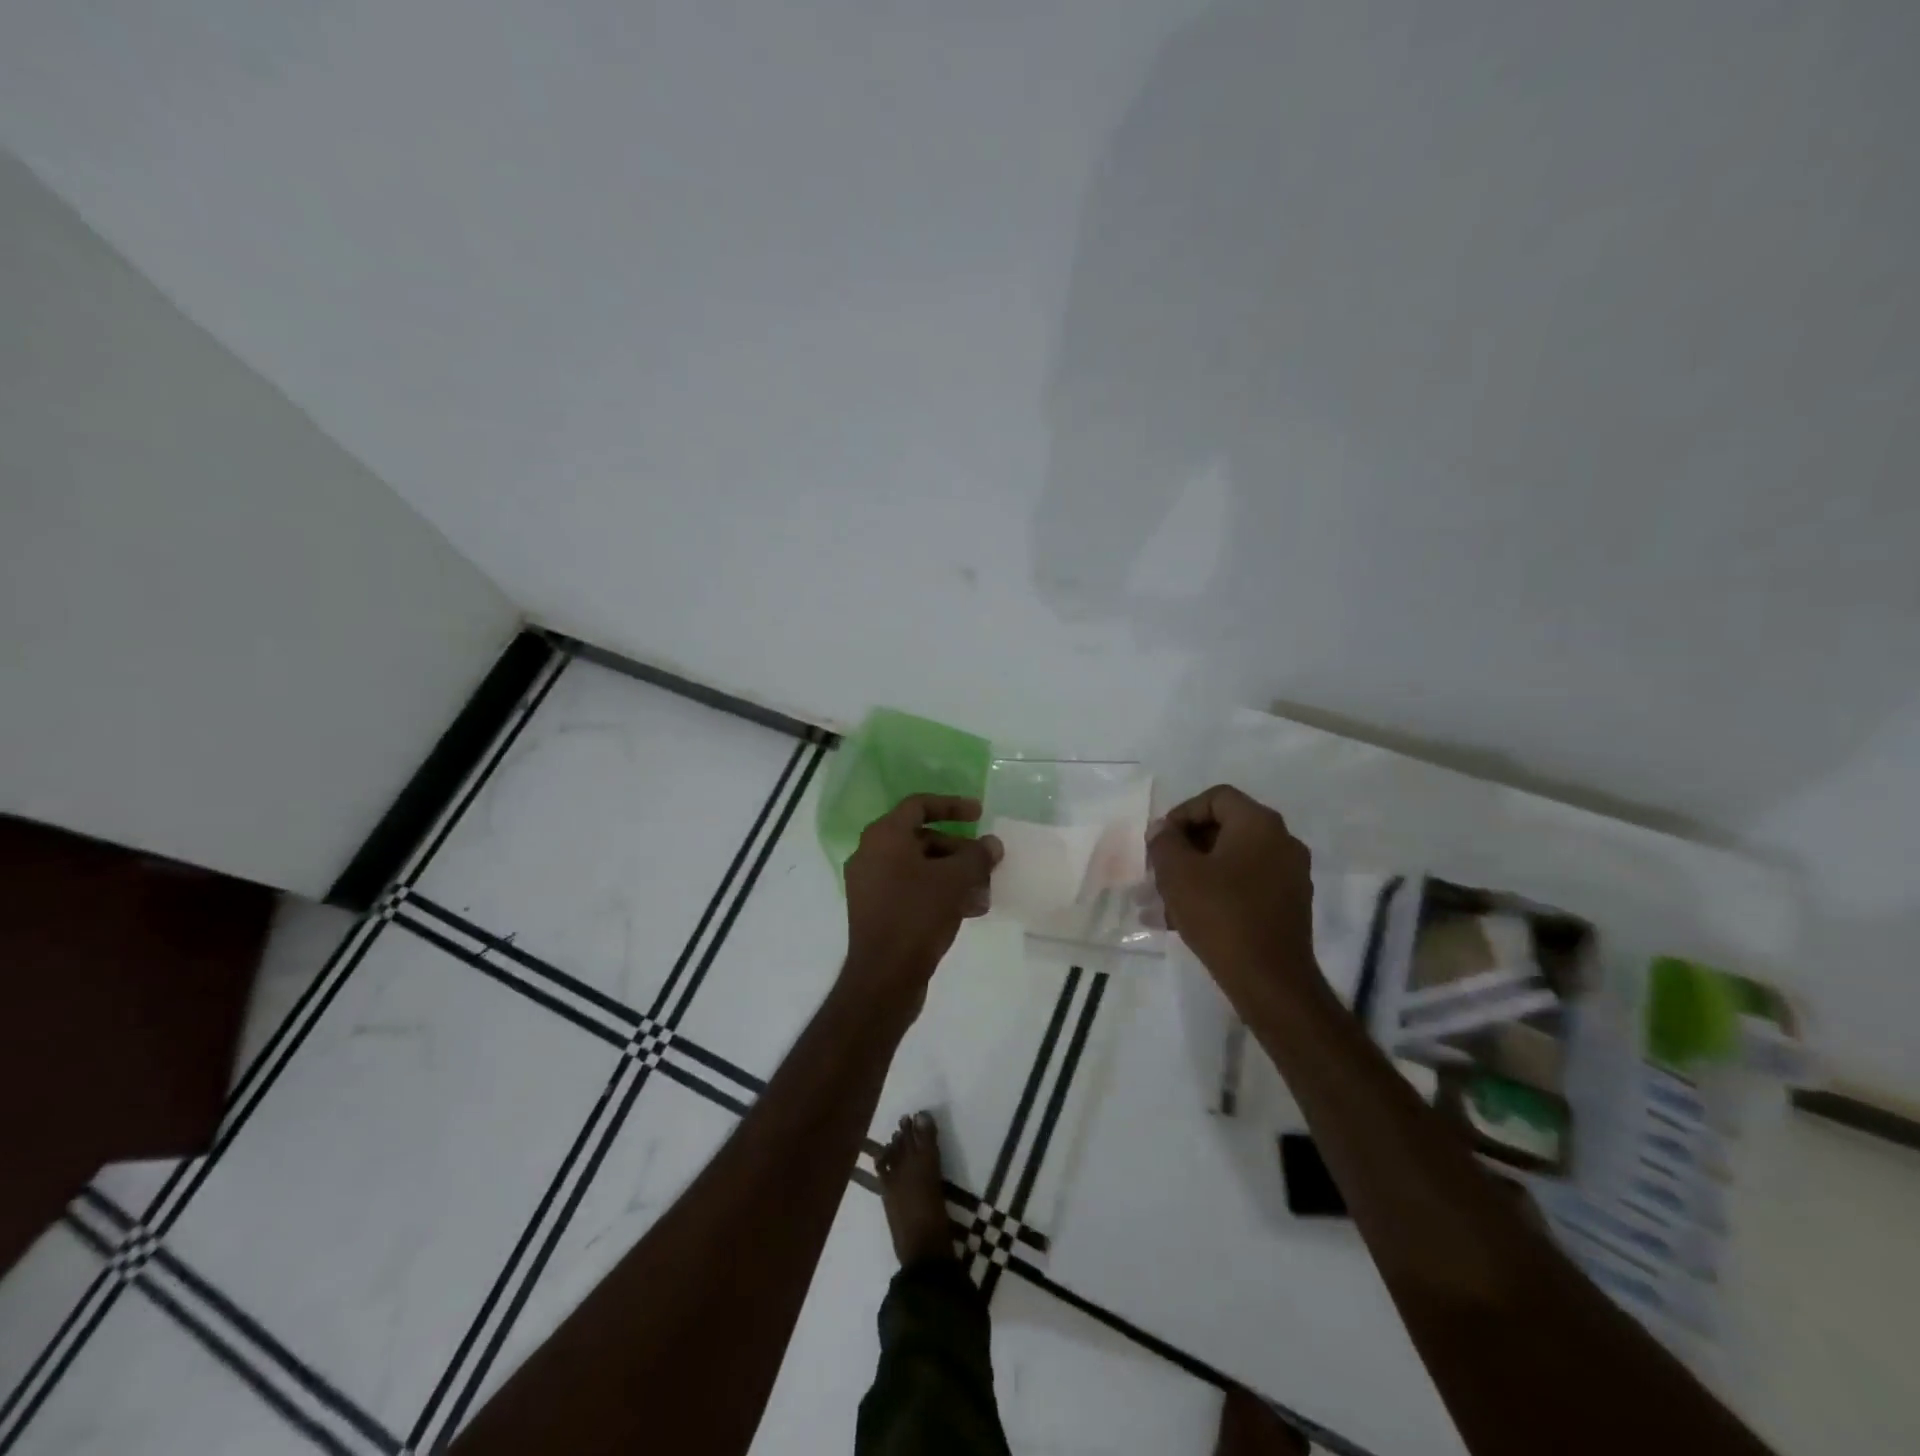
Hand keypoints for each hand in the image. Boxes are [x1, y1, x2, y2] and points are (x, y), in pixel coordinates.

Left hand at [843, 794, 1002, 1009]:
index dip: (952, 805)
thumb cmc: (917, 915)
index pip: (919, 805)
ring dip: (953, 874)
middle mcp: (870, 853)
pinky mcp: (875, 910)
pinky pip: (910, 889)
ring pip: (919, 867)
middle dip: (958, 849)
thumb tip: (992, 844)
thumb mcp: (956, 880)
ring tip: (983, 892)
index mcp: (884, 836)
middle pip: (921, 838)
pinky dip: (937, 892)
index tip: (980, 814)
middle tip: (986, 863)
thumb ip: (977, 856)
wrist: (884, 976)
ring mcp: (870, 884)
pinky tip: (968, 910)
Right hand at [1147, 785, 1317, 996]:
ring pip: (1233, 861)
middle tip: (1159, 869)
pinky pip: (1246, 885)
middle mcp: (1282, 842)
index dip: (1182, 813)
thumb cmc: (1221, 915)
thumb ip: (1165, 842)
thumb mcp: (1178, 873)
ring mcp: (1290, 875)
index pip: (1216, 798)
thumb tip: (1163, 829)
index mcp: (1259, 824)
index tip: (1160, 841)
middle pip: (1225, 828)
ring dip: (1197, 873)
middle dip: (1186, 846)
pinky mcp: (1289, 906)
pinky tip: (1186, 919)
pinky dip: (1217, 892)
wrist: (1271, 981)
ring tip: (1164, 900)